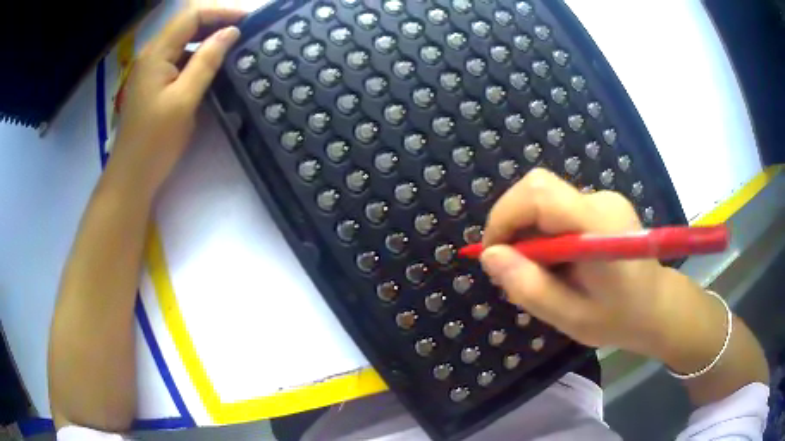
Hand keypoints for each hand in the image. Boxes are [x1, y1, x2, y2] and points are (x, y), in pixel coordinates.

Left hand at [107, 8, 244, 195]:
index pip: (191, 16)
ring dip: (209, 38)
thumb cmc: (155, 142)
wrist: (131, 177)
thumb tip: (231, 32)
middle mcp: (153, 54)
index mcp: (156, 53)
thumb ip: (207, 61)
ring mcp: (152, 69)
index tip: (248, 20)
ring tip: (236, 45)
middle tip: (246, 30)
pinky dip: (199, 56)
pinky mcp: (155, 83)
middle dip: (217, 21)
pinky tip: (214, 65)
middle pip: (187, 24)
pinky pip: (180, 59)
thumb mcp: (184, 100)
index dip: (221, 12)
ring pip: (184, 41)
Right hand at [480, 168, 671, 354]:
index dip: (504, 216)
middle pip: (538, 189)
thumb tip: (490, 256)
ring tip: (538, 271)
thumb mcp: (570, 317)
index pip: (539, 193)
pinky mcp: (600, 204)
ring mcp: (603, 199)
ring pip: (544, 199)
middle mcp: (601, 200)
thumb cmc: (619, 318)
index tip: (493, 254)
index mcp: (598, 226)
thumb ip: (530, 287)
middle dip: (512, 223)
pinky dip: (543, 232)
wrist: (656, 306)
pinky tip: (555, 262)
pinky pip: (558, 208)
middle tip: (512, 266)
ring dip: (527, 231)